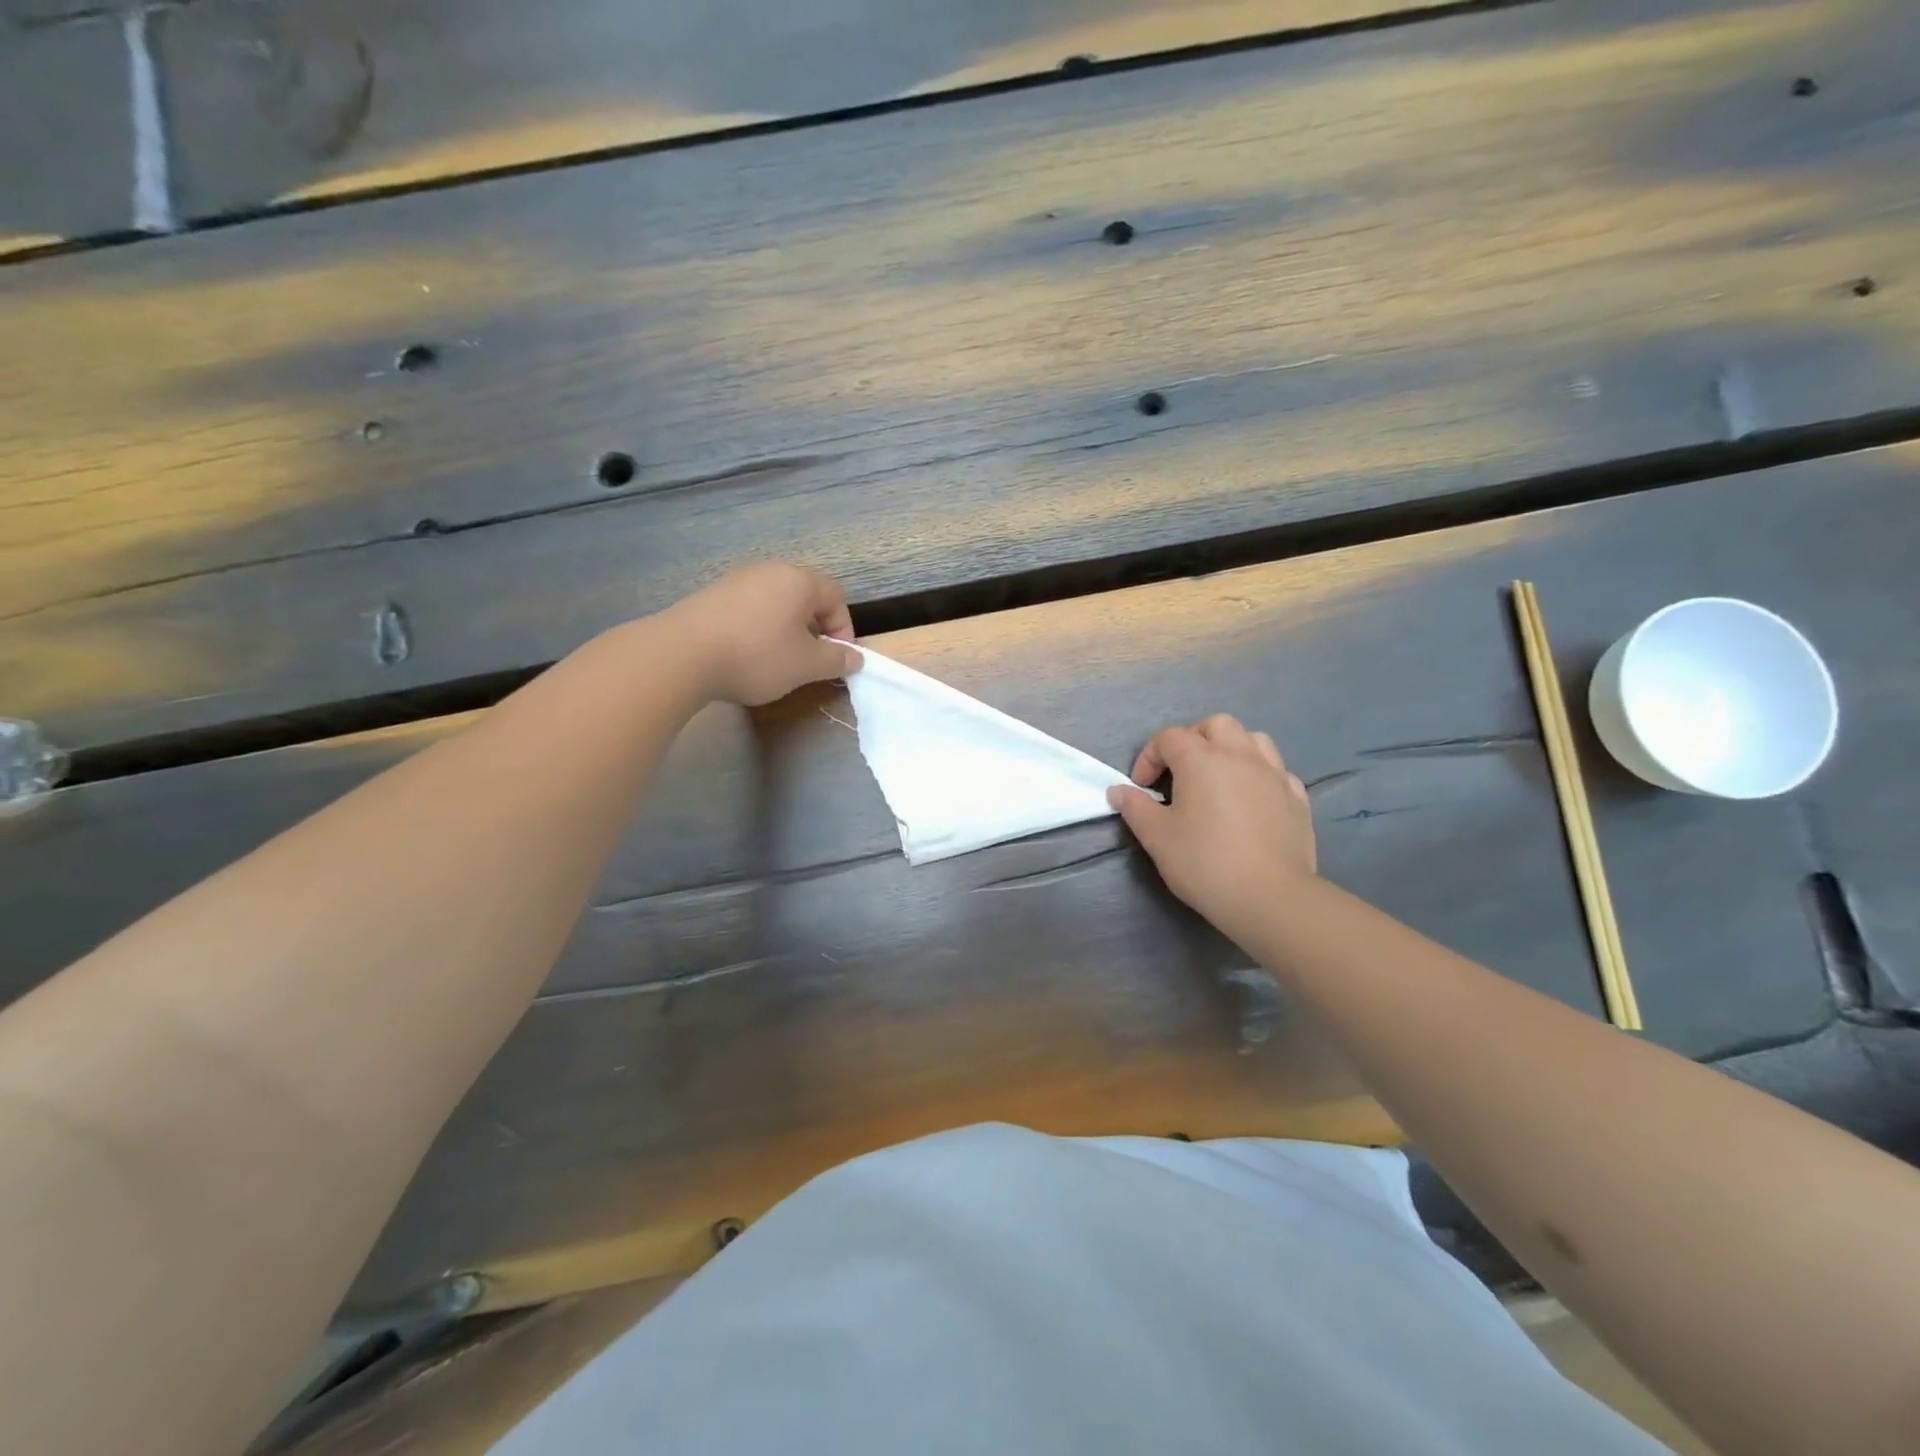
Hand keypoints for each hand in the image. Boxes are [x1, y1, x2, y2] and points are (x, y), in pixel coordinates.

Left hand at [667, 563, 861, 705]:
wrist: (682, 654)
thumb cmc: (757, 656)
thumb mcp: (806, 665)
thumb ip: (836, 660)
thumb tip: (855, 658)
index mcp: (799, 581)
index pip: (836, 596)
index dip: (844, 629)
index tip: (837, 659)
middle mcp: (770, 571)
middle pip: (806, 596)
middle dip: (815, 629)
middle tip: (810, 660)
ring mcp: (737, 580)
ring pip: (776, 602)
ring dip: (786, 629)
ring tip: (778, 660)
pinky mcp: (712, 595)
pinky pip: (749, 608)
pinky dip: (758, 629)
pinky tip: (746, 654)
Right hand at [1107, 714, 1316, 929]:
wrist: (1270, 897)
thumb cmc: (1204, 862)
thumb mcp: (1156, 837)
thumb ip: (1135, 808)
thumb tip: (1118, 791)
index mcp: (1202, 759)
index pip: (1169, 738)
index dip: (1149, 757)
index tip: (1141, 788)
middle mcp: (1240, 756)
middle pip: (1216, 725)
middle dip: (1193, 740)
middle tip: (1180, 772)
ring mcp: (1274, 774)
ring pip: (1253, 740)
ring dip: (1231, 749)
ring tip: (1219, 778)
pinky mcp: (1297, 798)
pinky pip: (1276, 770)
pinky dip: (1259, 775)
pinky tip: (1251, 800)